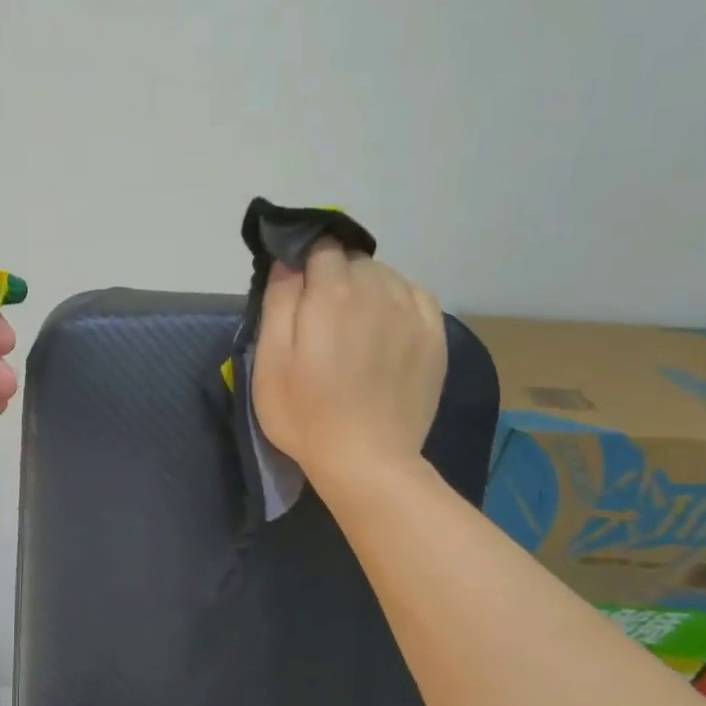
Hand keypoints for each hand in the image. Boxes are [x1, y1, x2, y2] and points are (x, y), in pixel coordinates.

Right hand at [251, 240, 445, 487]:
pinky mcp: (435, 336)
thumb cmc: (304, 413)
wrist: (367, 460)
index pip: (320, 246)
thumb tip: (288, 261)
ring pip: (385, 275)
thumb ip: (278, 302)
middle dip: (333, 273)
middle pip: (353, 259)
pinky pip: (414, 295)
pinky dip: (396, 299)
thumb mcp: (270, 360)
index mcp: (331, 294)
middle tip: (319, 312)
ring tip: (352, 323)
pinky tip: (384, 326)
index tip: (294, 281)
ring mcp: (412, 313)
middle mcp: (377, 291)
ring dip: (365, 286)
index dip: (304, 256)